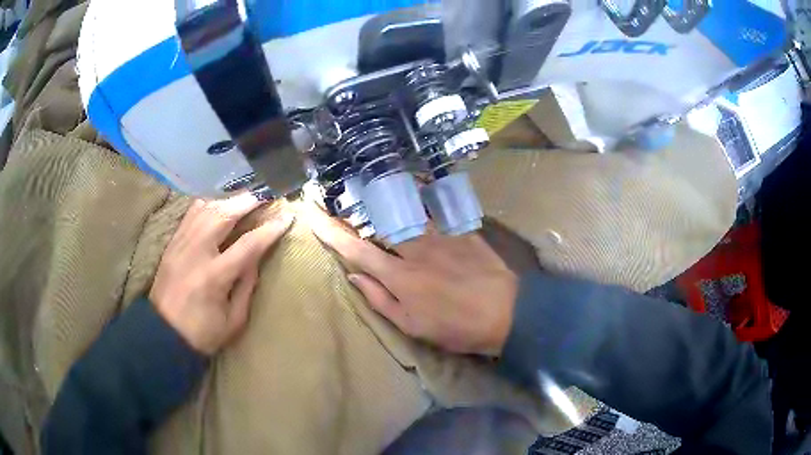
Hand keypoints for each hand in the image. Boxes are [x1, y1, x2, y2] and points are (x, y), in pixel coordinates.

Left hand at [150, 194, 293, 354]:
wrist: (163, 334)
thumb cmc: (202, 333)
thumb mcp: (234, 320)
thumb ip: (247, 286)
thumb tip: (256, 257)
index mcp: (214, 277)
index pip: (248, 245)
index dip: (270, 229)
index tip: (287, 217)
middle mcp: (196, 252)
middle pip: (223, 214)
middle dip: (247, 201)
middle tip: (265, 195)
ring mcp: (181, 244)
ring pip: (205, 208)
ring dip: (228, 199)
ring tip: (245, 197)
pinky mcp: (172, 242)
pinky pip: (191, 213)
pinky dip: (208, 203)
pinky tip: (219, 203)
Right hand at [307, 206, 517, 355]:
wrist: (507, 312)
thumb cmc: (456, 327)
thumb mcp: (413, 325)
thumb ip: (380, 299)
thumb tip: (353, 276)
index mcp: (399, 275)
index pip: (356, 250)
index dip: (331, 233)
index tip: (313, 216)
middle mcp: (415, 247)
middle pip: (378, 223)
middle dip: (356, 212)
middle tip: (340, 204)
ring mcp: (440, 234)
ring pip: (404, 213)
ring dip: (385, 207)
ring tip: (372, 199)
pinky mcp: (460, 229)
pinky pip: (433, 212)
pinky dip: (418, 205)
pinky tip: (414, 197)